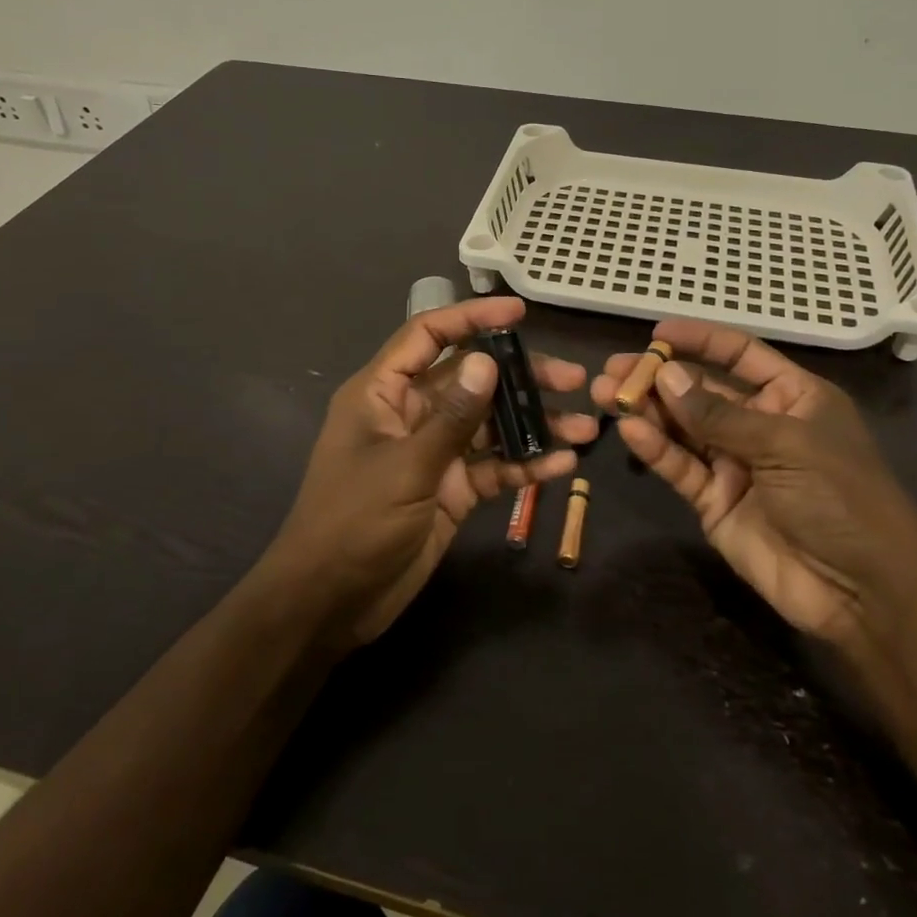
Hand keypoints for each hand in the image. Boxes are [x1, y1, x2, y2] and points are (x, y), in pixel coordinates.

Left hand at [270, 296, 597, 645]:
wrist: (331, 603)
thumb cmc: (354, 523)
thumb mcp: (405, 467)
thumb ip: (451, 417)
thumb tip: (487, 361)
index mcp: (383, 393)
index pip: (428, 336)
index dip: (471, 317)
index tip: (519, 312)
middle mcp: (411, 415)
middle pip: (471, 380)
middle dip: (521, 378)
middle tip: (573, 379)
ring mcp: (433, 454)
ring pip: (489, 425)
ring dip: (534, 424)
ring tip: (585, 427)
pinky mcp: (451, 490)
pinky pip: (492, 468)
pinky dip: (525, 465)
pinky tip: (562, 465)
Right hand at [592, 320, 916, 644]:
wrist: (863, 591)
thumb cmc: (841, 498)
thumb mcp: (785, 444)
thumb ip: (719, 415)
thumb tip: (665, 375)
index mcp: (792, 397)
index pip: (740, 355)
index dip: (701, 340)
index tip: (657, 333)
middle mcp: (760, 424)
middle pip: (701, 391)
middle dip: (658, 378)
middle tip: (613, 369)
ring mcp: (735, 464)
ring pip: (683, 428)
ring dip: (646, 410)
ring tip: (605, 393)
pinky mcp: (714, 501)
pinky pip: (680, 467)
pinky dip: (654, 449)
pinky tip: (630, 429)